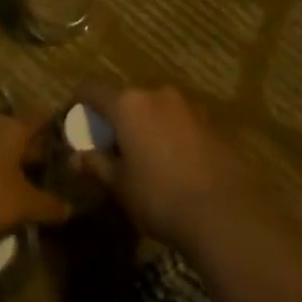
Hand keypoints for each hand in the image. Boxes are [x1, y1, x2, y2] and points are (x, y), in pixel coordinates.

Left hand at [0, 113, 70, 240]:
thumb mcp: (23, 204)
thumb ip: (48, 205)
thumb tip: (70, 209)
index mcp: (13, 129)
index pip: (39, 118)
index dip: (53, 126)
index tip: (67, 135)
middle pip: (17, 133)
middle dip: (32, 149)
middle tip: (50, 165)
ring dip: (7, 164)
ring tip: (23, 182)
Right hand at [74, 85, 263, 250]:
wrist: (226, 212)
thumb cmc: (160, 197)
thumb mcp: (120, 185)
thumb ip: (96, 165)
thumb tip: (75, 157)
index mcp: (129, 104)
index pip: (93, 89)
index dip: (81, 102)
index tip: (79, 121)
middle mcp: (158, 94)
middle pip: (128, 98)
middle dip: (118, 117)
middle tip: (113, 146)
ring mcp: (190, 106)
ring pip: (157, 109)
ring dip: (147, 125)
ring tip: (147, 157)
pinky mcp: (214, 122)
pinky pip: (181, 122)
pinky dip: (172, 135)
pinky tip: (176, 164)